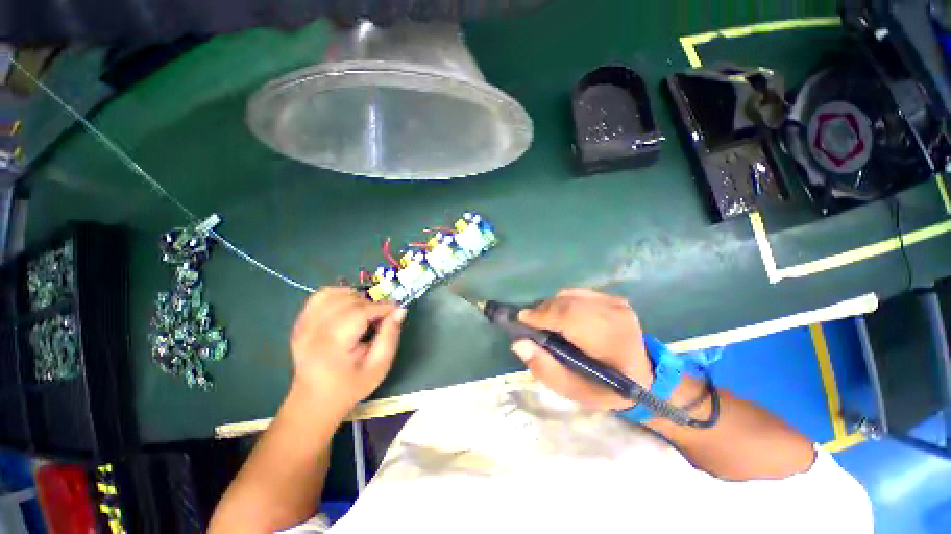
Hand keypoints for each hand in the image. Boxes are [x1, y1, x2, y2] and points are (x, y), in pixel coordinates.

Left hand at [289, 287, 405, 413]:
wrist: (314, 402)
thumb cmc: (350, 386)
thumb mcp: (379, 366)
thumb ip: (390, 336)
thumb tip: (399, 310)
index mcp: (332, 344)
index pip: (360, 312)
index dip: (382, 307)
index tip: (396, 310)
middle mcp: (313, 330)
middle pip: (348, 301)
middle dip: (370, 304)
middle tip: (380, 318)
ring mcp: (303, 325)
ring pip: (332, 294)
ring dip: (354, 298)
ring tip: (364, 313)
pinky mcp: (301, 323)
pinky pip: (319, 297)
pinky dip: (338, 296)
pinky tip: (348, 308)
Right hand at [511, 289, 650, 410]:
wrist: (644, 377)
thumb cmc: (605, 388)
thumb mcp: (573, 391)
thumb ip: (544, 368)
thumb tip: (519, 343)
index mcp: (611, 343)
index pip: (570, 317)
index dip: (542, 315)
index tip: (522, 319)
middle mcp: (615, 316)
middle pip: (567, 302)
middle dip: (543, 311)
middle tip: (531, 323)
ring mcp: (616, 303)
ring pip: (569, 295)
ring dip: (552, 307)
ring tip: (547, 323)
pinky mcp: (613, 298)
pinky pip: (576, 294)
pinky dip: (563, 303)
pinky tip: (563, 317)